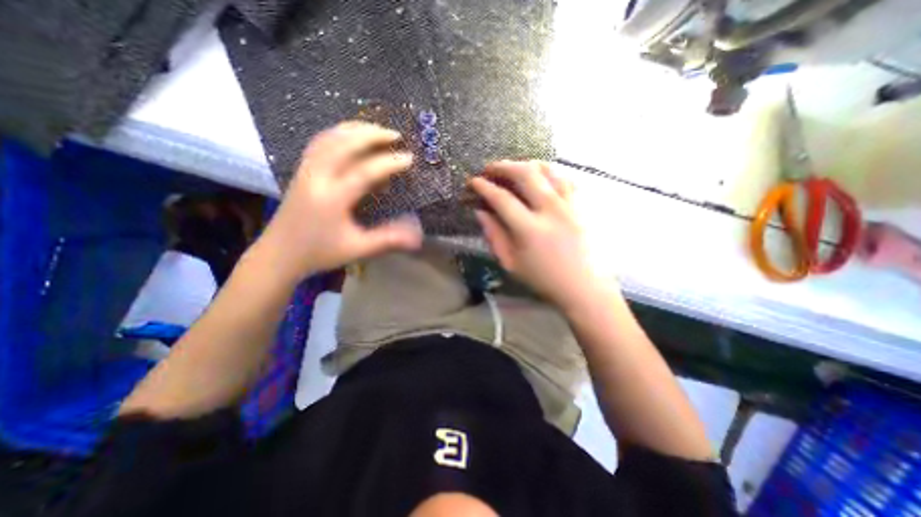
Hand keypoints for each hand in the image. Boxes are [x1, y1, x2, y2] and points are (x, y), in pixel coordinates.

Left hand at [255, 121, 419, 281]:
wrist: (279, 254)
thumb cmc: (320, 253)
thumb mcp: (357, 249)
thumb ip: (388, 239)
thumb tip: (416, 236)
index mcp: (332, 198)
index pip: (364, 171)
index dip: (389, 163)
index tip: (409, 158)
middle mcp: (317, 178)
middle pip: (344, 143)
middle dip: (371, 135)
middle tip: (395, 135)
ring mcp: (305, 171)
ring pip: (329, 138)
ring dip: (354, 129)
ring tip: (376, 129)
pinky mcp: (301, 171)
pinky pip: (320, 143)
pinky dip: (338, 134)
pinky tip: (351, 137)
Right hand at [468, 159, 609, 309]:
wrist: (584, 287)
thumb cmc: (544, 279)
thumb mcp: (511, 263)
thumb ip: (494, 235)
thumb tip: (481, 212)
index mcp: (529, 229)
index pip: (501, 199)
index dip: (484, 187)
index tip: (474, 181)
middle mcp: (551, 210)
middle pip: (525, 174)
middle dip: (503, 166)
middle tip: (491, 168)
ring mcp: (570, 204)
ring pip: (547, 170)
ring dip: (526, 164)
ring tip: (514, 168)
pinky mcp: (582, 205)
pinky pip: (565, 178)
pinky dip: (549, 172)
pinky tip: (541, 176)